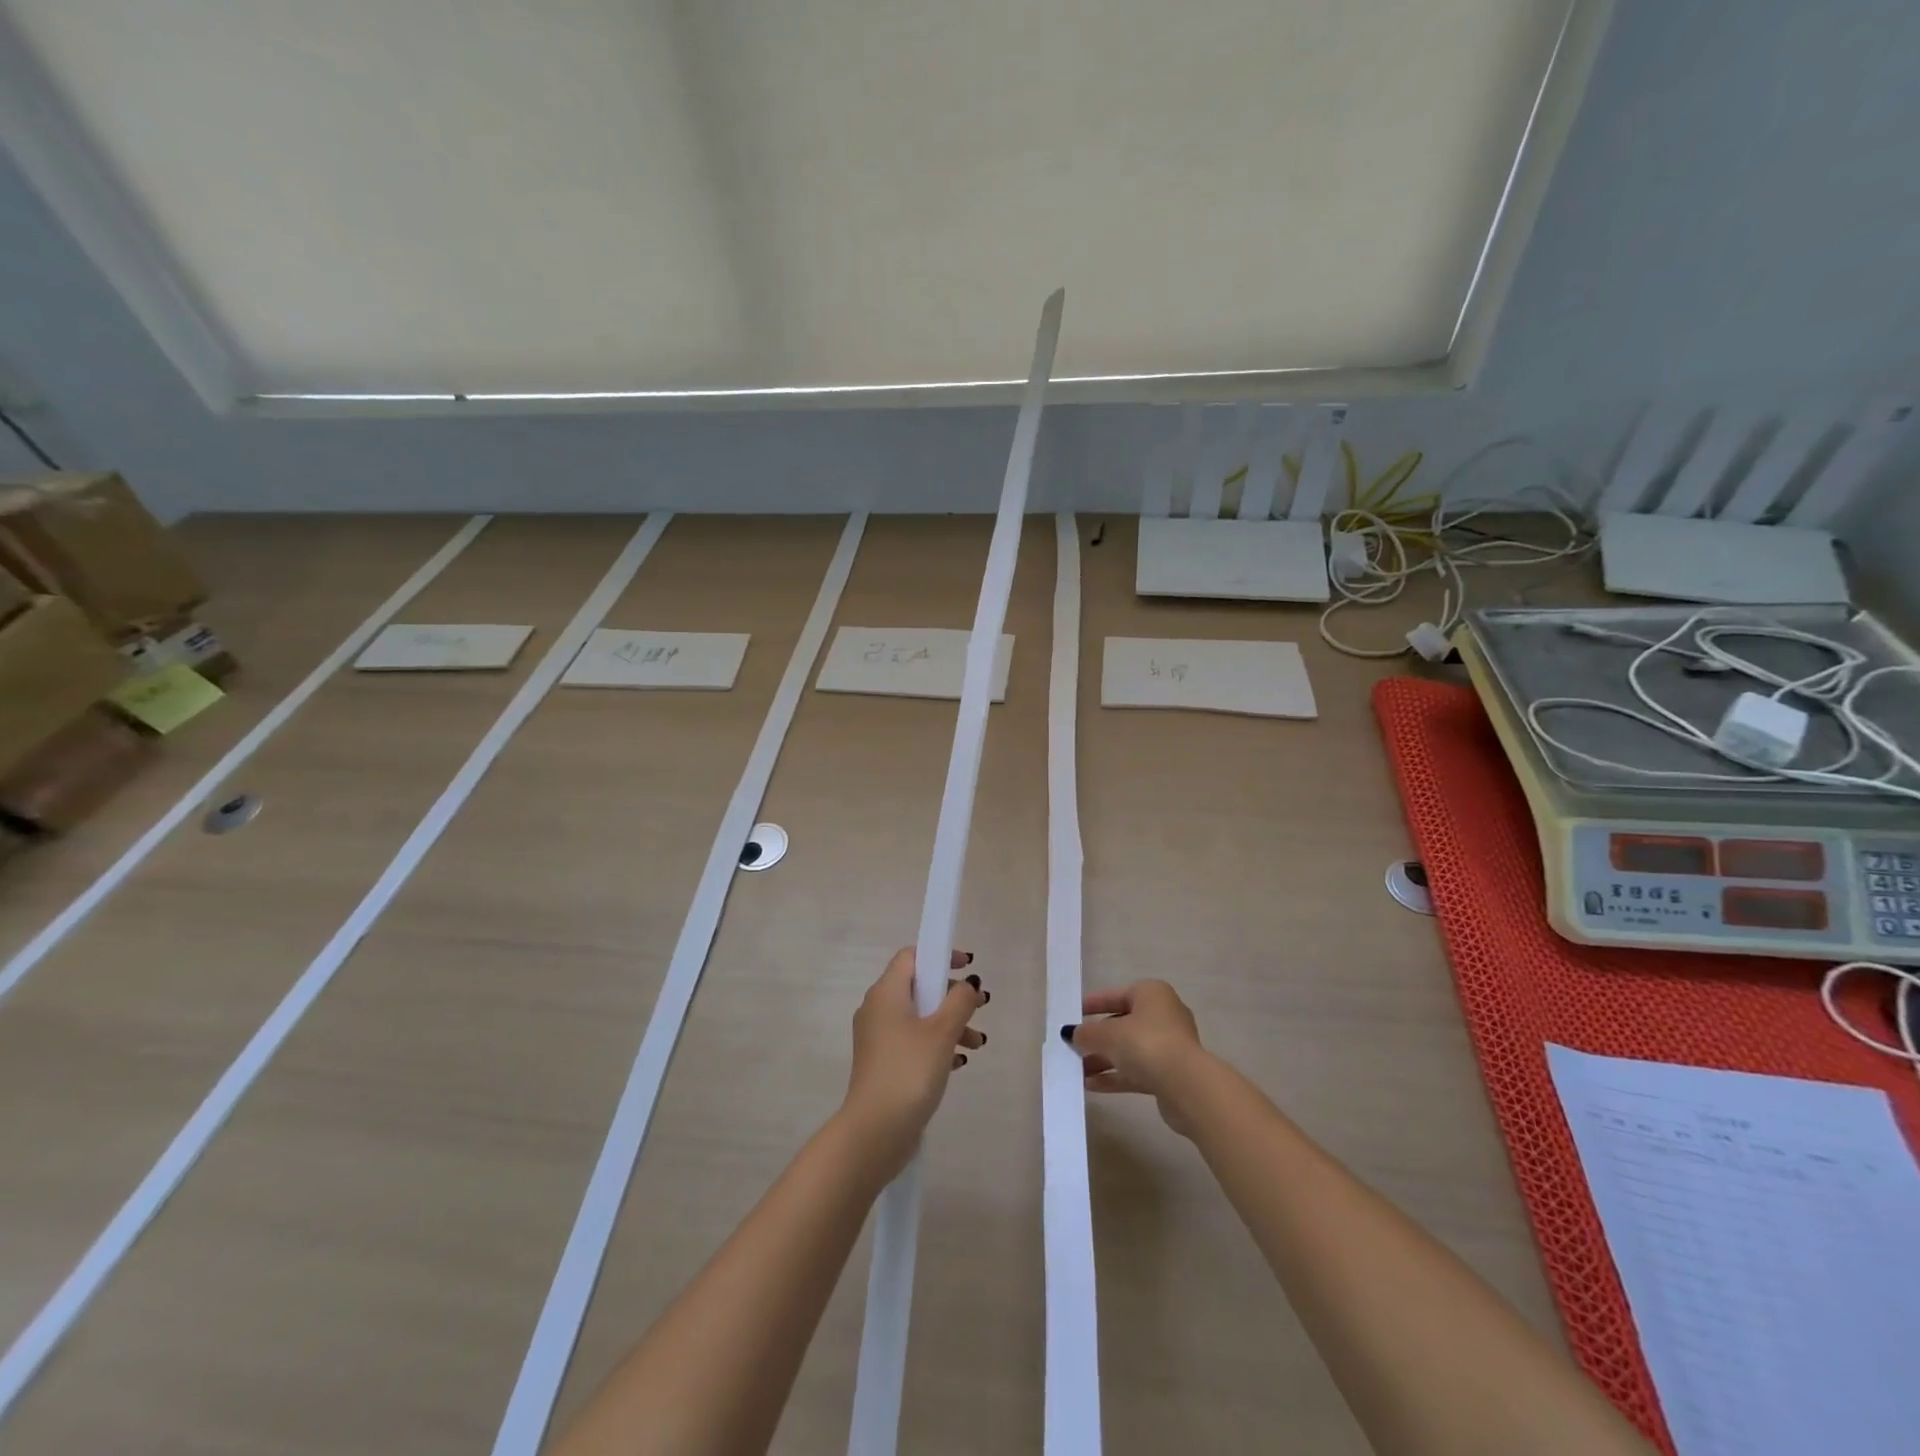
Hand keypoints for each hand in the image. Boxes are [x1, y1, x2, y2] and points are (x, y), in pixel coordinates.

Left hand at [842, 947, 987, 1174]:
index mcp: (886, 992)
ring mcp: (878, 1038)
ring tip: (977, 1044)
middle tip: (980, 1008)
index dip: (940, 955)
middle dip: (951, 995)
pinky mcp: (883, 1063)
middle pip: (918, 987)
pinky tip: (959, 1063)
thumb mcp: (942, 1032)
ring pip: (918, 1017)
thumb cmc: (909, 1071)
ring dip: (949, 1024)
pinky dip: (936, 1044)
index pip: (911, 957)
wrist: (875, 1131)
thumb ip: (960, 1001)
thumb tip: (968, 984)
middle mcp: (877, 1009)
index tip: (967, 966)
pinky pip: (913, 1041)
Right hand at [1064, 980, 1209, 1135]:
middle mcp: (1163, 1015)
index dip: (1093, 1004)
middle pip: (1122, 1024)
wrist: (1186, 1086)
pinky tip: (1091, 1085)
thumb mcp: (1107, 1035)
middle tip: (1073, 1047)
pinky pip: (1137, 1070)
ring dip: (1103, 1059)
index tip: (1074, 1013)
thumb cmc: (1145, 1044)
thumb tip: (1072, 1034)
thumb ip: (1086, 1033)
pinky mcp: (1171, 1073)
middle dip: (1097, 1038)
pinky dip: (1116, 1075)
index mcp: (1151, 994)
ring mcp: (1170, 1046)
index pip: (1116, 995)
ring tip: (1077, 1070)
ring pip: (1129, 1049)